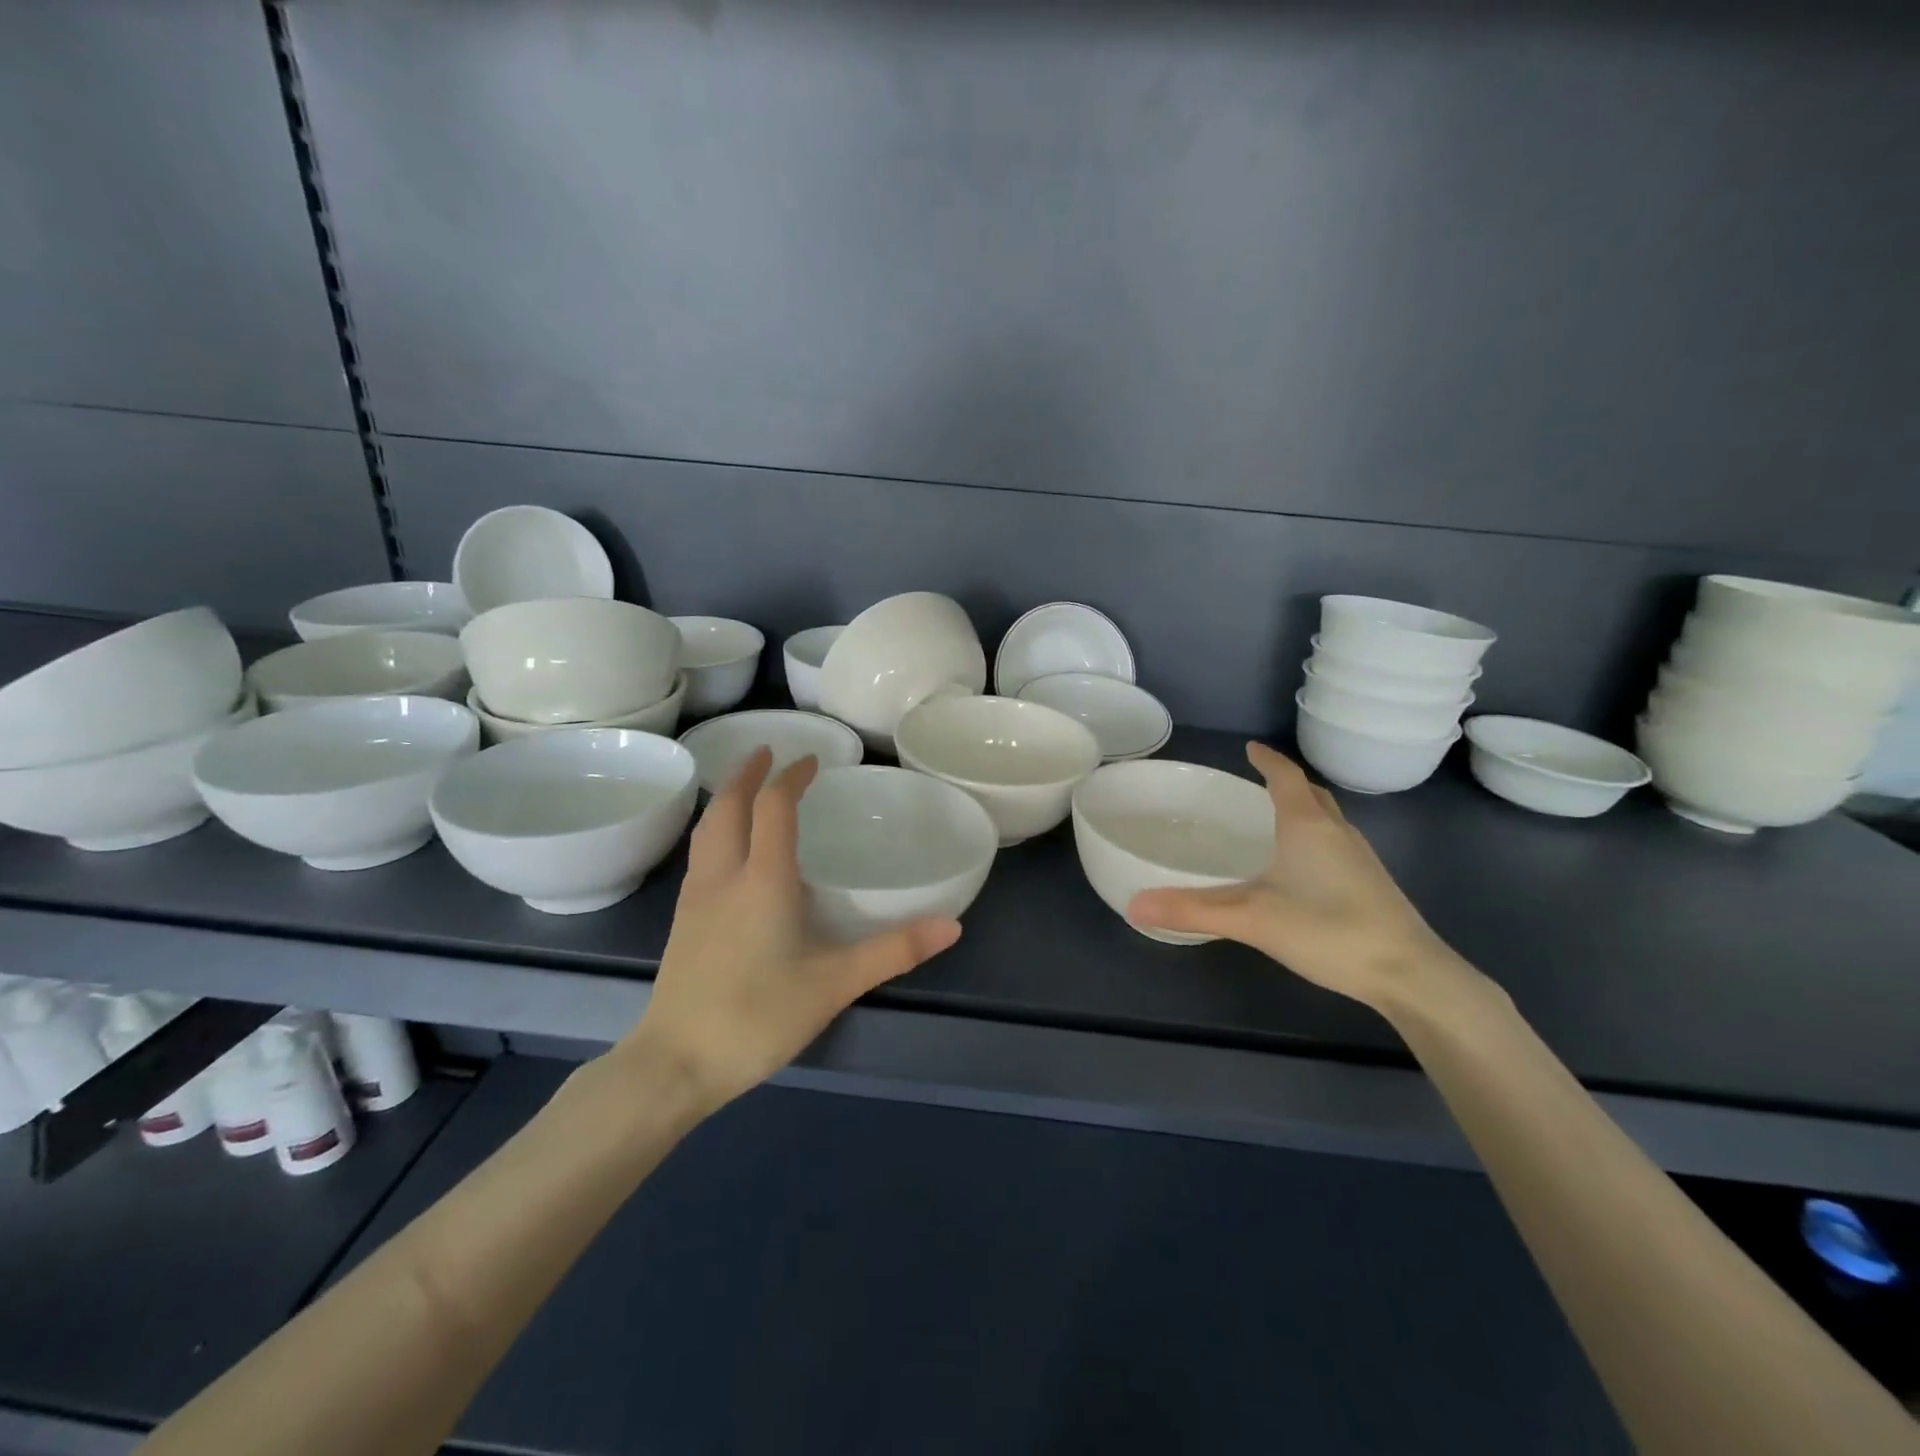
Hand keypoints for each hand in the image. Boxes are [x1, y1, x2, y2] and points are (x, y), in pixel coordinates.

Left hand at [623, 748, 961, 1110]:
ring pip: (707, 830)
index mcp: (763, 880)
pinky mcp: (681, 922)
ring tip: (744, 789)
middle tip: (768, 753)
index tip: (811, 761)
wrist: (674, 1064)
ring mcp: (695, 898)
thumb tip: (952, 925)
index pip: (774, 807)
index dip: (792, 777)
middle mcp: (724, 877)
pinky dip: (716, 831)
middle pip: (729, 806)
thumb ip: (894, 951)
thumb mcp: (835, 984)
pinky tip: (727, 852)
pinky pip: (699, 856)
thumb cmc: (758, 1016)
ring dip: (727, 799)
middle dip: (748, 774)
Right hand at [1127, 742, 1462, 1009]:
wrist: (1410, 974)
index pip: (1285, 777)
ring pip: (1328, 820)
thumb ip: (1192, 910)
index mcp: (1307, 826)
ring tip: (1276, 820)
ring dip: (1303, 810)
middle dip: (1285, 783)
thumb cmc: (1329, 931)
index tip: (1250, 748)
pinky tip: (1303, 870)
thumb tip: (1134, 905)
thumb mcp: (1252, 919)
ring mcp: (1361, 860)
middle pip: (1311, 794)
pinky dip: (1316, 839)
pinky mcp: (1372, 885)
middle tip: (1258, 783)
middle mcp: (1337, 833)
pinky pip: (1337, 844)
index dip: (1267, 760)